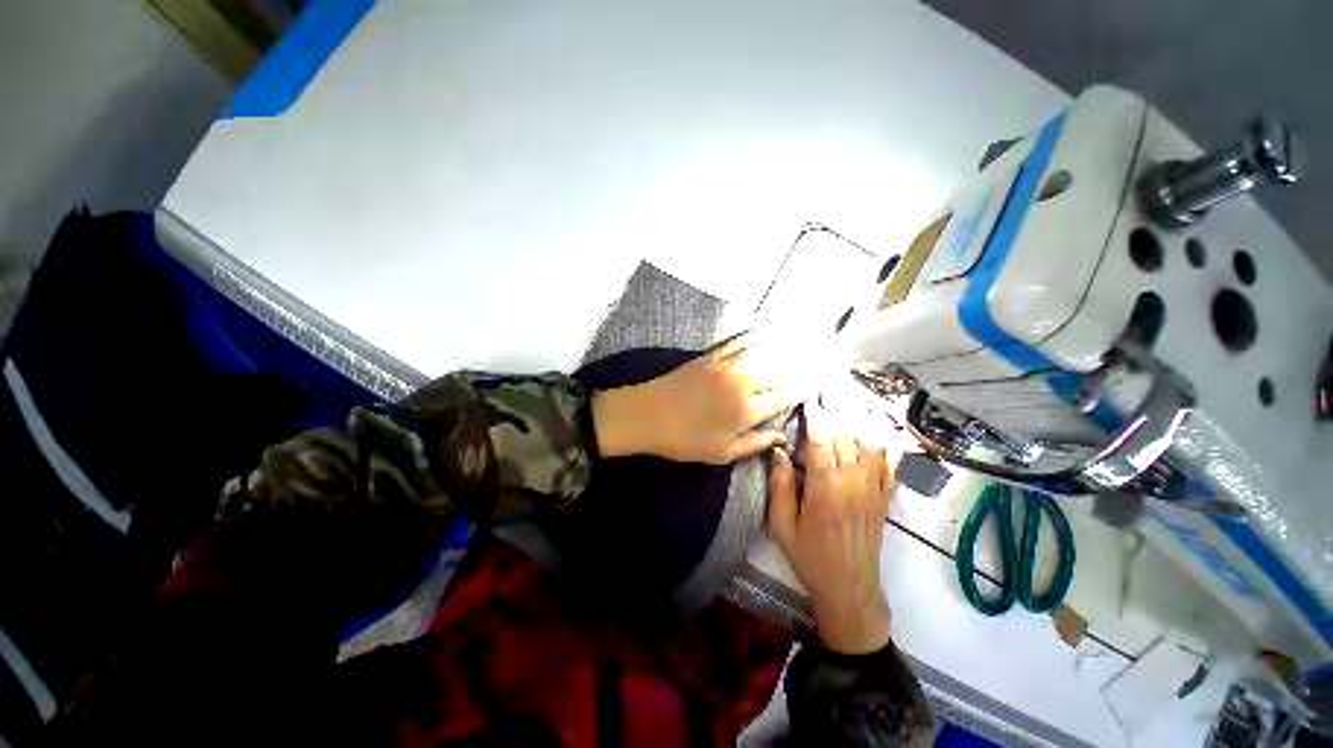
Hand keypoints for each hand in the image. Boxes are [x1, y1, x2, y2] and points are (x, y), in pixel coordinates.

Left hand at [590, 334, 800, 463]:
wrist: (646, 414)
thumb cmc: (684, 440)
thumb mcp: (721, 453)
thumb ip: (755, 444)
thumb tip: (782, 436)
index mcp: (747, 410)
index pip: (784, 397)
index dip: (802, 390)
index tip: (816, 384)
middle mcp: (742, 383)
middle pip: (779, 370)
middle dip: (801, 365)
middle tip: (819, 359)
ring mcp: (726, 365)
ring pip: (763, 352)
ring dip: (784, 347)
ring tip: (802, 341)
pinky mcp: (711, 355)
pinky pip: (738, 342)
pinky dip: (755, 336)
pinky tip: (765, 331)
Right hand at [767, 409, 895, 653]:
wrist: (850, 590)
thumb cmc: (809, 558)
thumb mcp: (782, 526)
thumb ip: (780, 485)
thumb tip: (777, 450)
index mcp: (825, 489)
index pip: (822, 440)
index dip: (815, 415)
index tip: (808, 395)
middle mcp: (854, 483)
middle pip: (846, 434)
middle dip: (836, 407)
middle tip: (826, 387)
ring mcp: (874, 489)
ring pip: (870, 442)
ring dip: (859, 416)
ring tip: (848, 397)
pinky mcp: (885, 496)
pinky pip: (890, 460)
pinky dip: (885, 439)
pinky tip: (878, 423)